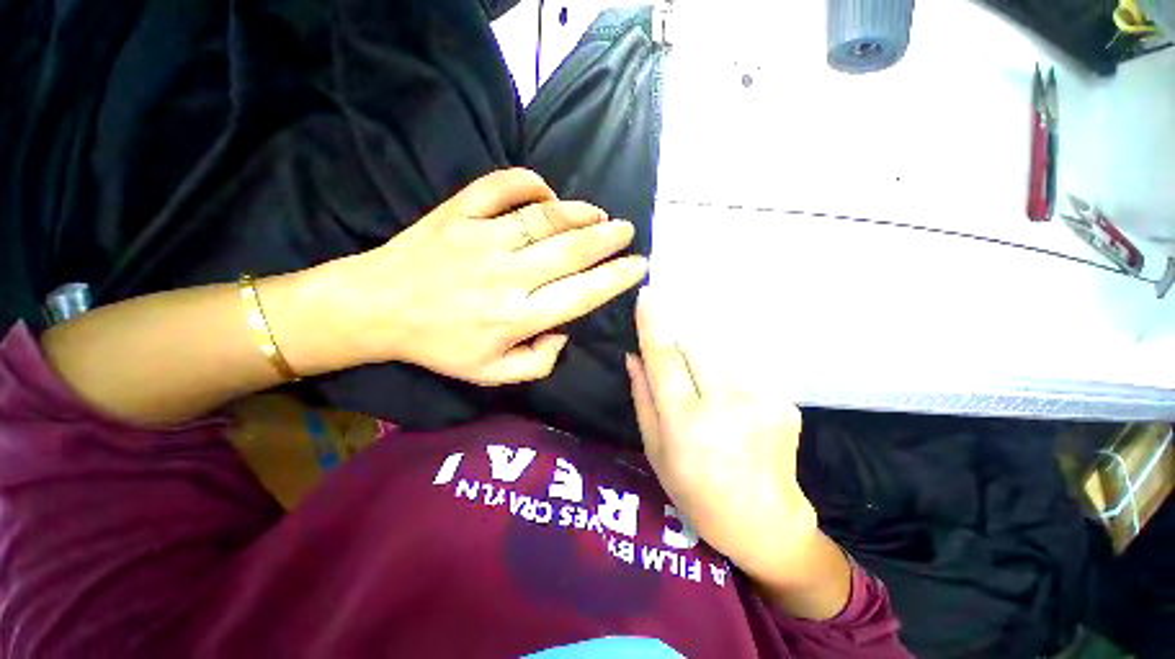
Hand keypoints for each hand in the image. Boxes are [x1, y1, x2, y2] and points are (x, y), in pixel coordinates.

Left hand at [320, 169, 647, 384]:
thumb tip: (565, 332)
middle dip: (608, 239)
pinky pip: (501, 186)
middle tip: (627, 232)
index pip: (581, 294)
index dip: (615, 278)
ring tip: (599, 215)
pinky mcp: (458, 213)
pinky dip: (530, 183)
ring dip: (579, 213)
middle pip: (571, 251)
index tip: (637, 266)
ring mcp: (481, 238)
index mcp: (516, 318)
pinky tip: (546, 192)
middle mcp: (506, 276)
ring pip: (544, 217)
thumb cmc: (438, 345)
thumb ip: (538, 362)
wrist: (376, 309)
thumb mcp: (491, 375)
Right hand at [626, 288, 817, 584]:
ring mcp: (763, 400)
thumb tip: (634, 356)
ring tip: (704, 393)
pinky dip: (727, 376)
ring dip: (704, 361)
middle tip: (676, 365)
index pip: (665, 359)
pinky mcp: (784, 400)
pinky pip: (741, 370)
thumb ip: (643, 398)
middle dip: (679, 343)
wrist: (766, 523)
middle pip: (695, 347)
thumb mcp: (655, 451)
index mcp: (688, 424)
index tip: (646, 295)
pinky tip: (730, 406)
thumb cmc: (697, 494)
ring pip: (719, 355)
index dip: (653, 325)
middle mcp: (728, 405)